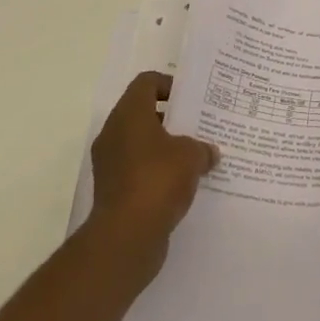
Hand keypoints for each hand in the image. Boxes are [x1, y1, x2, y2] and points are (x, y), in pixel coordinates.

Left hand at [85, 72, 217, 281]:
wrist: (125, 238)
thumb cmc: (157, 181)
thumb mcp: (191, 156)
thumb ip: (202, 148)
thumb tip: (209, 152)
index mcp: (129, 114)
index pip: (146, 83)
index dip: (169, 84)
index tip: (191, 99)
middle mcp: (113, 134)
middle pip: (143, 113)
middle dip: (171, 118)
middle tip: (197, 126)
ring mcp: (110, 164)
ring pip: (140, 144)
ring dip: (164, 148)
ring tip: (194, 156)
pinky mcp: (112, 191)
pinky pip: (137, 170)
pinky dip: (156, 172)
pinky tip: (181, 184)